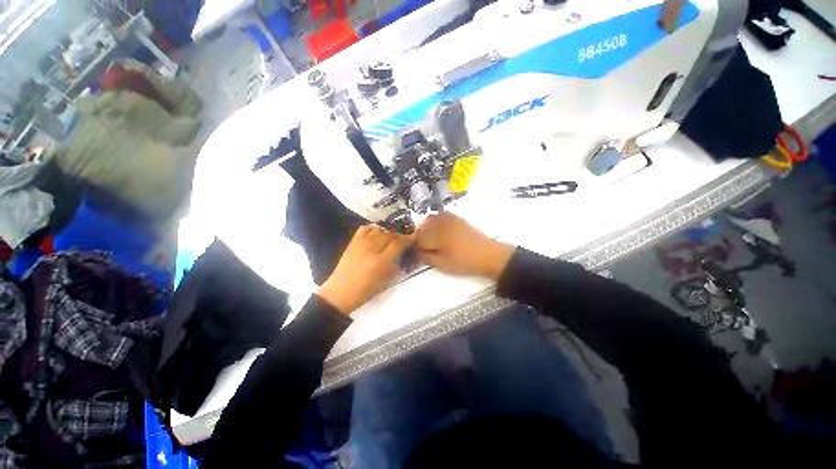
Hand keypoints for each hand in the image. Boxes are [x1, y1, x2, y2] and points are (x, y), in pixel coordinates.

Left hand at [318, 225, 412, 314]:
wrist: (342, 291)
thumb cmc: (368, 289)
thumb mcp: (388, 278)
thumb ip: (398, 262)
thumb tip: (405, 250)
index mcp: (382, 261)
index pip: (399, 242)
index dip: (408, 239)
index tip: (413, 239)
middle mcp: (372, 248)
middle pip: (390, 234)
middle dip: (400, 236)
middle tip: (403, 241)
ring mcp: (361, 242)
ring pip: (380, 230)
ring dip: (388, 233)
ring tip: (391, 239)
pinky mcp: (353, 241)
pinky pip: (366, 228)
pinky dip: (374, 228)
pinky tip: (377, 234)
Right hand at [415, 213, 514, 279]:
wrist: (489, 255)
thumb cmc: (465, 262)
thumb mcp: (443, 265)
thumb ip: (426, 257)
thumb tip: (415, 251)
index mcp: (438, 235)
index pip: (418, 238)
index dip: (414, 246)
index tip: (415, 252)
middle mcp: (441, 222)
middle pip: (422, 226)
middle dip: (418, 236)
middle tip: (422, 247)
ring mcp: (449, 218)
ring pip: (429, 220)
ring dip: (425, 229)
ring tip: (429, 240)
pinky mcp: (456, 217)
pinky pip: (439, 216)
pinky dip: (434, 222)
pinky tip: (438, 231)